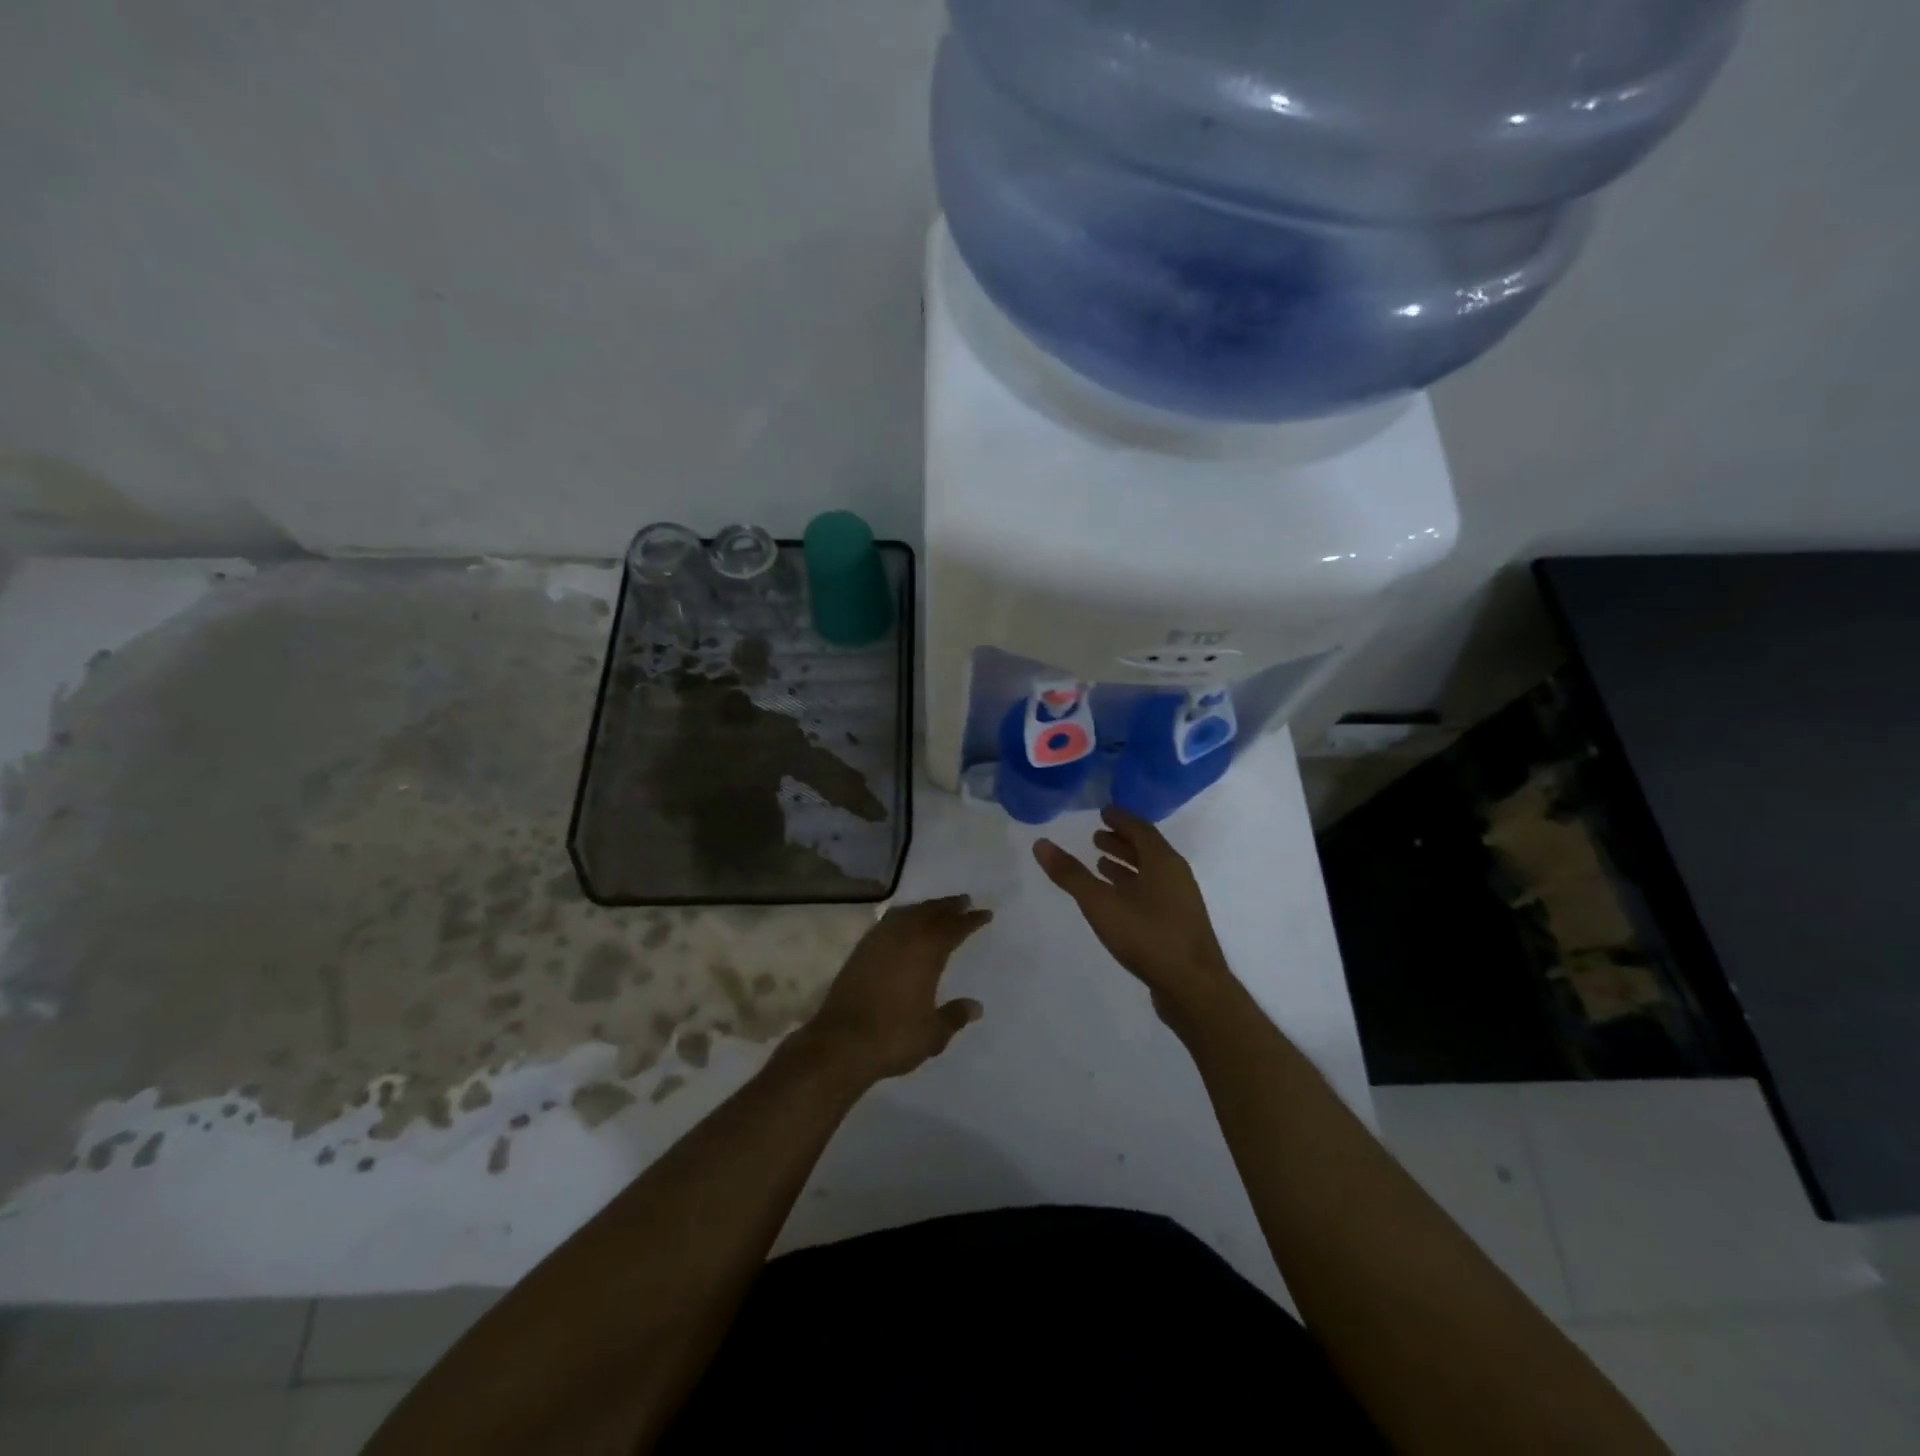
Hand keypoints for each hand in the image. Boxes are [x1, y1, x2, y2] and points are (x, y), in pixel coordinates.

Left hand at [796, 896, 993, 1087]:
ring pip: (907, 913)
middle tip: (963, 900)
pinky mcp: (860, 951)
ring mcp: (878, 942)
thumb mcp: (932, 1033)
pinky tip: (903, 924)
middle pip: (930, 913)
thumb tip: (975, 1007)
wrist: (841, 1043)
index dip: (970, 920)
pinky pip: (887, 922)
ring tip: (935, 908)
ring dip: (924, 908)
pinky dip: (902, 917)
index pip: (954, 928)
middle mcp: (903, 939)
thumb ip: (954, 1016)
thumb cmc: (893, 1036)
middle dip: (948, 906)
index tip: (985, 913)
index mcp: (926, 952)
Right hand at [1034, 807, 1236, 1028]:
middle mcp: (1175, 875)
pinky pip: (1152, 893)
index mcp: (1163, 861)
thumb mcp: (1101, 903)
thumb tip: (1041, 843)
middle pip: (1147, 849)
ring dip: (1126, 864)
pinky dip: (1132, 886)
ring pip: (1150, 873)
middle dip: (1122, 840)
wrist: (1193, 988)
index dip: (1121, 818)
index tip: (1103, 811)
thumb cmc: (1147, 936)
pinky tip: (1116, 899)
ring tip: (1100, 862)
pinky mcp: (1177, 925)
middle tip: (1096, 835)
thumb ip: (1071, 874)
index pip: (1141, 828)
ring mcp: (1179, 901)